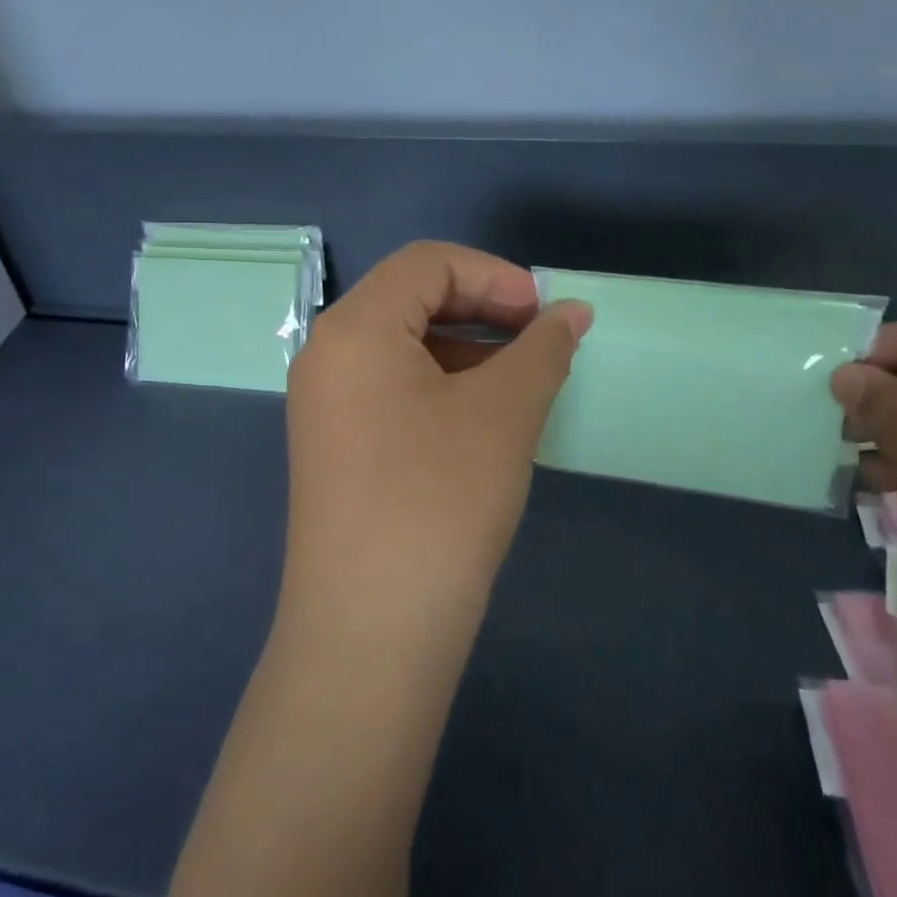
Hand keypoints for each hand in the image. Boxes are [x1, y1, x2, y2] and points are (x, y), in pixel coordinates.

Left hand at [284, 242, 591, 637]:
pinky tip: (481, 414)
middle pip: (409, 297)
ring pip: (401, 343)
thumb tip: (572, 313)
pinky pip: (388, 385)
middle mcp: (327, 352)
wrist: (370, 633)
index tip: (545, 311)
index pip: (427, 263)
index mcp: (354, 327)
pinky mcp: (333, 443)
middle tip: (538, 338)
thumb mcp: (503, 414)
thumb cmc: (438, 501)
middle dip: (480, 306)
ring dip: (464, 346)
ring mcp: (324, 401)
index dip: (493, 275)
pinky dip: (439, 382)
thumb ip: (542, 350)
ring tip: (519, 378)